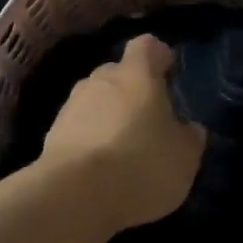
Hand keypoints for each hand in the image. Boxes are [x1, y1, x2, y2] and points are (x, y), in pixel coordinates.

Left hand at [42, 35, 205, 234]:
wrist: (73, 197)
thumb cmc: (139, 165)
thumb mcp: (184, 158)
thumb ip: (190, 137)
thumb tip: (189, 128)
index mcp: (137, 74)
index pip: (147, 45)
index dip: (159, 56)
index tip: (169, 73)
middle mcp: (101, 78)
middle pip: (119, 72)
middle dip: (132, 90)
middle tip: (148, 120)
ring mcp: (72, 104)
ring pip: (96, 100)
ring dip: (109, 115)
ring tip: (122, 149)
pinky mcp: (52, 134)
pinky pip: (78, 127)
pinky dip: (89, 139)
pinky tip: (99, 168)